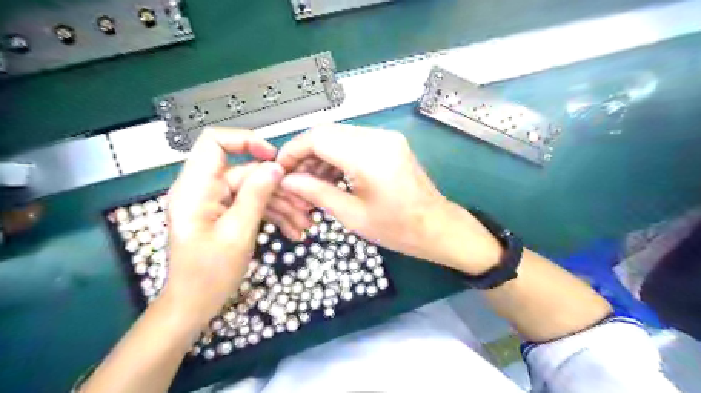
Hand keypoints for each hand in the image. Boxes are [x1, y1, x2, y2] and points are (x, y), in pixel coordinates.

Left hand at [165, 128, 284, 330]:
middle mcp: (203, 190)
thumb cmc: (209, 274)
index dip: (246, 141)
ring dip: (280, 205)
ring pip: (253, 190)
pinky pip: (251, 204)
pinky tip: (291, 230)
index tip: (274, 158)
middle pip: (245, 172)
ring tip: (303, 224)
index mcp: (195, 189)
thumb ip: (256, 196)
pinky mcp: (225, 214)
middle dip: (277, 188)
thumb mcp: (237, 233)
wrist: (194, 305)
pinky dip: (272, 214)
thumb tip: (275, 167)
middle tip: (304, 206)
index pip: (214, 143)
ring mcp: (215, 202)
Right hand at [276, 126, 501, 273]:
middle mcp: (378, 138)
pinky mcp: (390, 144)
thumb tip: (287, 181)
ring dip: (321, 156)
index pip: (318, 138)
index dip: (293, 150)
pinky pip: (354, 142)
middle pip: (328, 133)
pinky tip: (331, 178)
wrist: (437, 227)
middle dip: (305, 154)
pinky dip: (338, 157)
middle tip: (295, 180)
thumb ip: (316, 193)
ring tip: (312, 183)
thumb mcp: (352, 216)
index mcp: (369, 156)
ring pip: (340, 136)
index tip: (280, 169)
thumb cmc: (397, 229)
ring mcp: (387, 138)